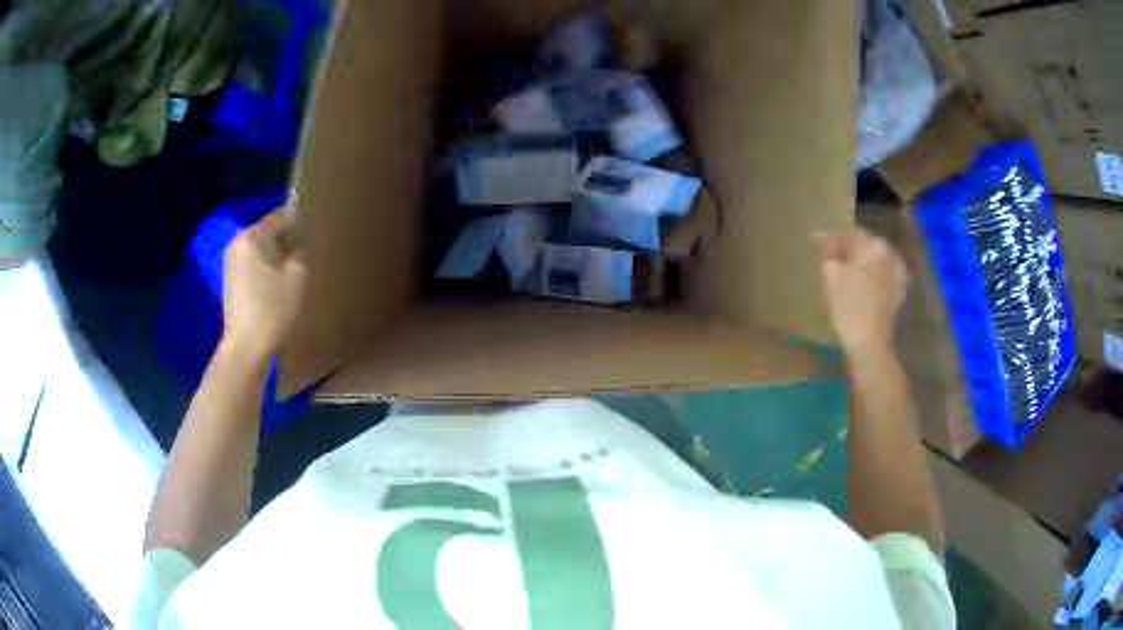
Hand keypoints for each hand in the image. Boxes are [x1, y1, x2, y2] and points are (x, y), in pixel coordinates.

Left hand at [221, 211, 307, 362]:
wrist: (246, 348)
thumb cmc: (273, 309)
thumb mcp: (298, 277)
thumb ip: (302, 253)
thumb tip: (299, 248)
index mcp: (253, 236)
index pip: (282, 217)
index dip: (301, 224)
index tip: (316, 236)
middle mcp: (237, 243)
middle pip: (269, 233)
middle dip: (287, 242)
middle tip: (306, 257)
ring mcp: (230, 264)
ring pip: (260, 251)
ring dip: (276, 258)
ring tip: (293, 274)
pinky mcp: (230, 282)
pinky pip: (253, 267)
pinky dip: (265, 272)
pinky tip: (277, 288)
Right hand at [815, 229, 907, 354]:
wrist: (870, 342)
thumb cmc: (849, 306)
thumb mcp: (832, 276)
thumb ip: (830, 257)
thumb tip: (830, 249)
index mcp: (874, 246)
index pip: (850, 235)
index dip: (832, 239)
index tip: (816, 241)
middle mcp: (890, 255)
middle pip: (866, 246)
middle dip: (849, 249)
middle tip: (831, 255)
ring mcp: (898, 275)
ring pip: (875, 261)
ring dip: (861, 263)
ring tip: (845, 270)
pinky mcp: (898, 293)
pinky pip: (882, 276)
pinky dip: (871, 277)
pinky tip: (860, 285)